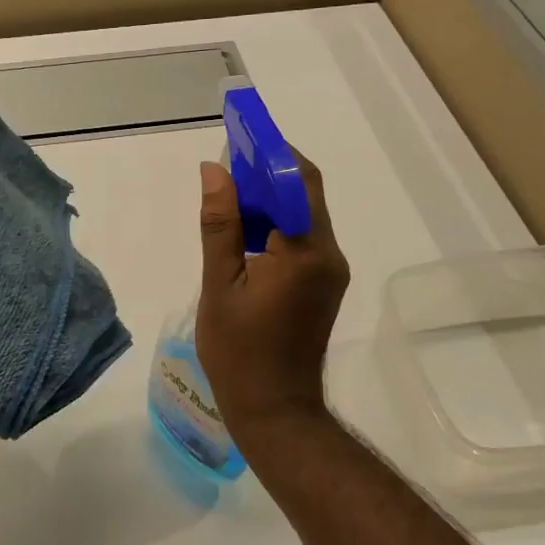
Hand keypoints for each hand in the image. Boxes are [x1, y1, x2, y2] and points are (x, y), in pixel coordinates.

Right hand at [195, 153, 349, 432]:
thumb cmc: (240, 352)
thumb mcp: (220, 285)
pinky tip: (242, 232)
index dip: (270, 151)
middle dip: (268, 172)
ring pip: (302, 215)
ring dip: (269, 199)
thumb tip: (214, 170)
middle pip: (303, 193)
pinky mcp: (323, 284)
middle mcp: (329, 254)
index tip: (239, 134)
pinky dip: (274, 225)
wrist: (276, 409)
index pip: (296, 180)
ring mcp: (330, 271)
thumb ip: (220, 224)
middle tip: (226, 166)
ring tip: (227, 198)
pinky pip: (302, 238)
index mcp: (305, 252)